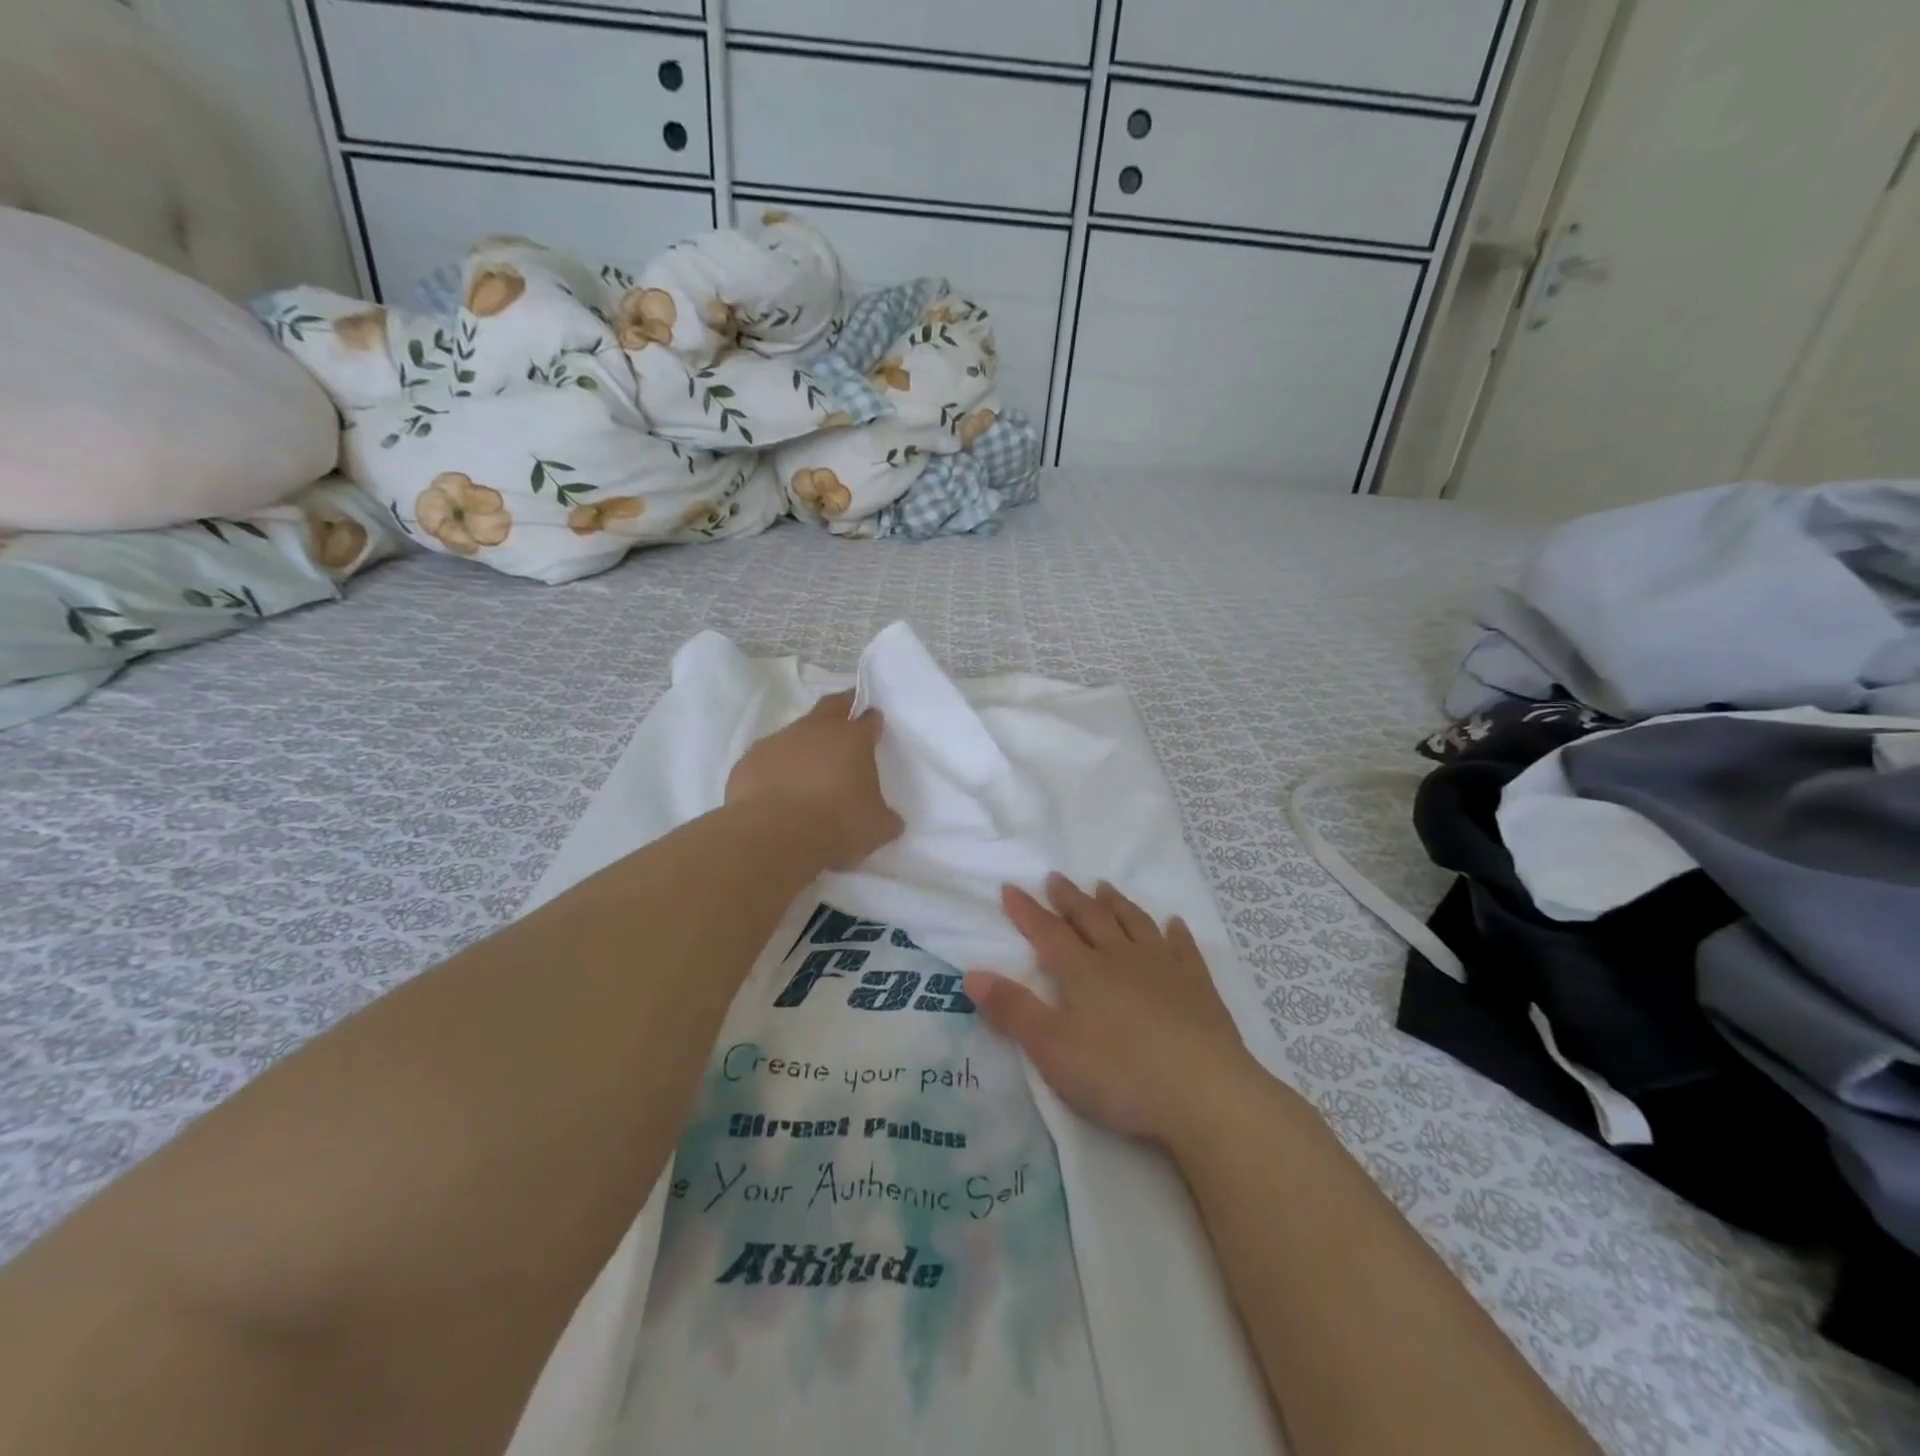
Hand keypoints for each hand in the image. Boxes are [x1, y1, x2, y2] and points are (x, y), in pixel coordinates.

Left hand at [725, 690, 903, 869]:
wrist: (773, 836)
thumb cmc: (835, 825)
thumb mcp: (875, 829)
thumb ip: (886, 818)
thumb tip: (892, 820)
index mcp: (852, 739)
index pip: (868, 719)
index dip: (872, 722)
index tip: (874, 728)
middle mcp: (816, 730)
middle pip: (832, 706)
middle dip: (842, 710)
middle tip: (846, 725)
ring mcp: (779, 740)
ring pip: (796, 732)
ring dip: (805, 746)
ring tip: (808, 773)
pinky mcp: (750, 759)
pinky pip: (769, 758)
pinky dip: (776, 768)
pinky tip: (777, 791)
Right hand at [965, 875, 1263, 1147]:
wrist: (1205, 1094)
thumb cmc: (1120, 1074)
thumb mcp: (1053, 1049)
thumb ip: (1013, 1011)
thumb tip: (971, 974)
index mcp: (1084, 973)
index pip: (1048, 934)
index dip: (1027, 911)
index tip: (1011, 887)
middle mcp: (1122, 959)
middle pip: (1091, 920)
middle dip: (1069, 899)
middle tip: (1056, 877)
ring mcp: (1164, 970)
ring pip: (1135, 925)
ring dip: (1116, 904)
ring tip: (1103, 887)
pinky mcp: (1199, 988)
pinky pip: (1184, 950)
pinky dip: (1175, 933)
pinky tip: (1174, 924)